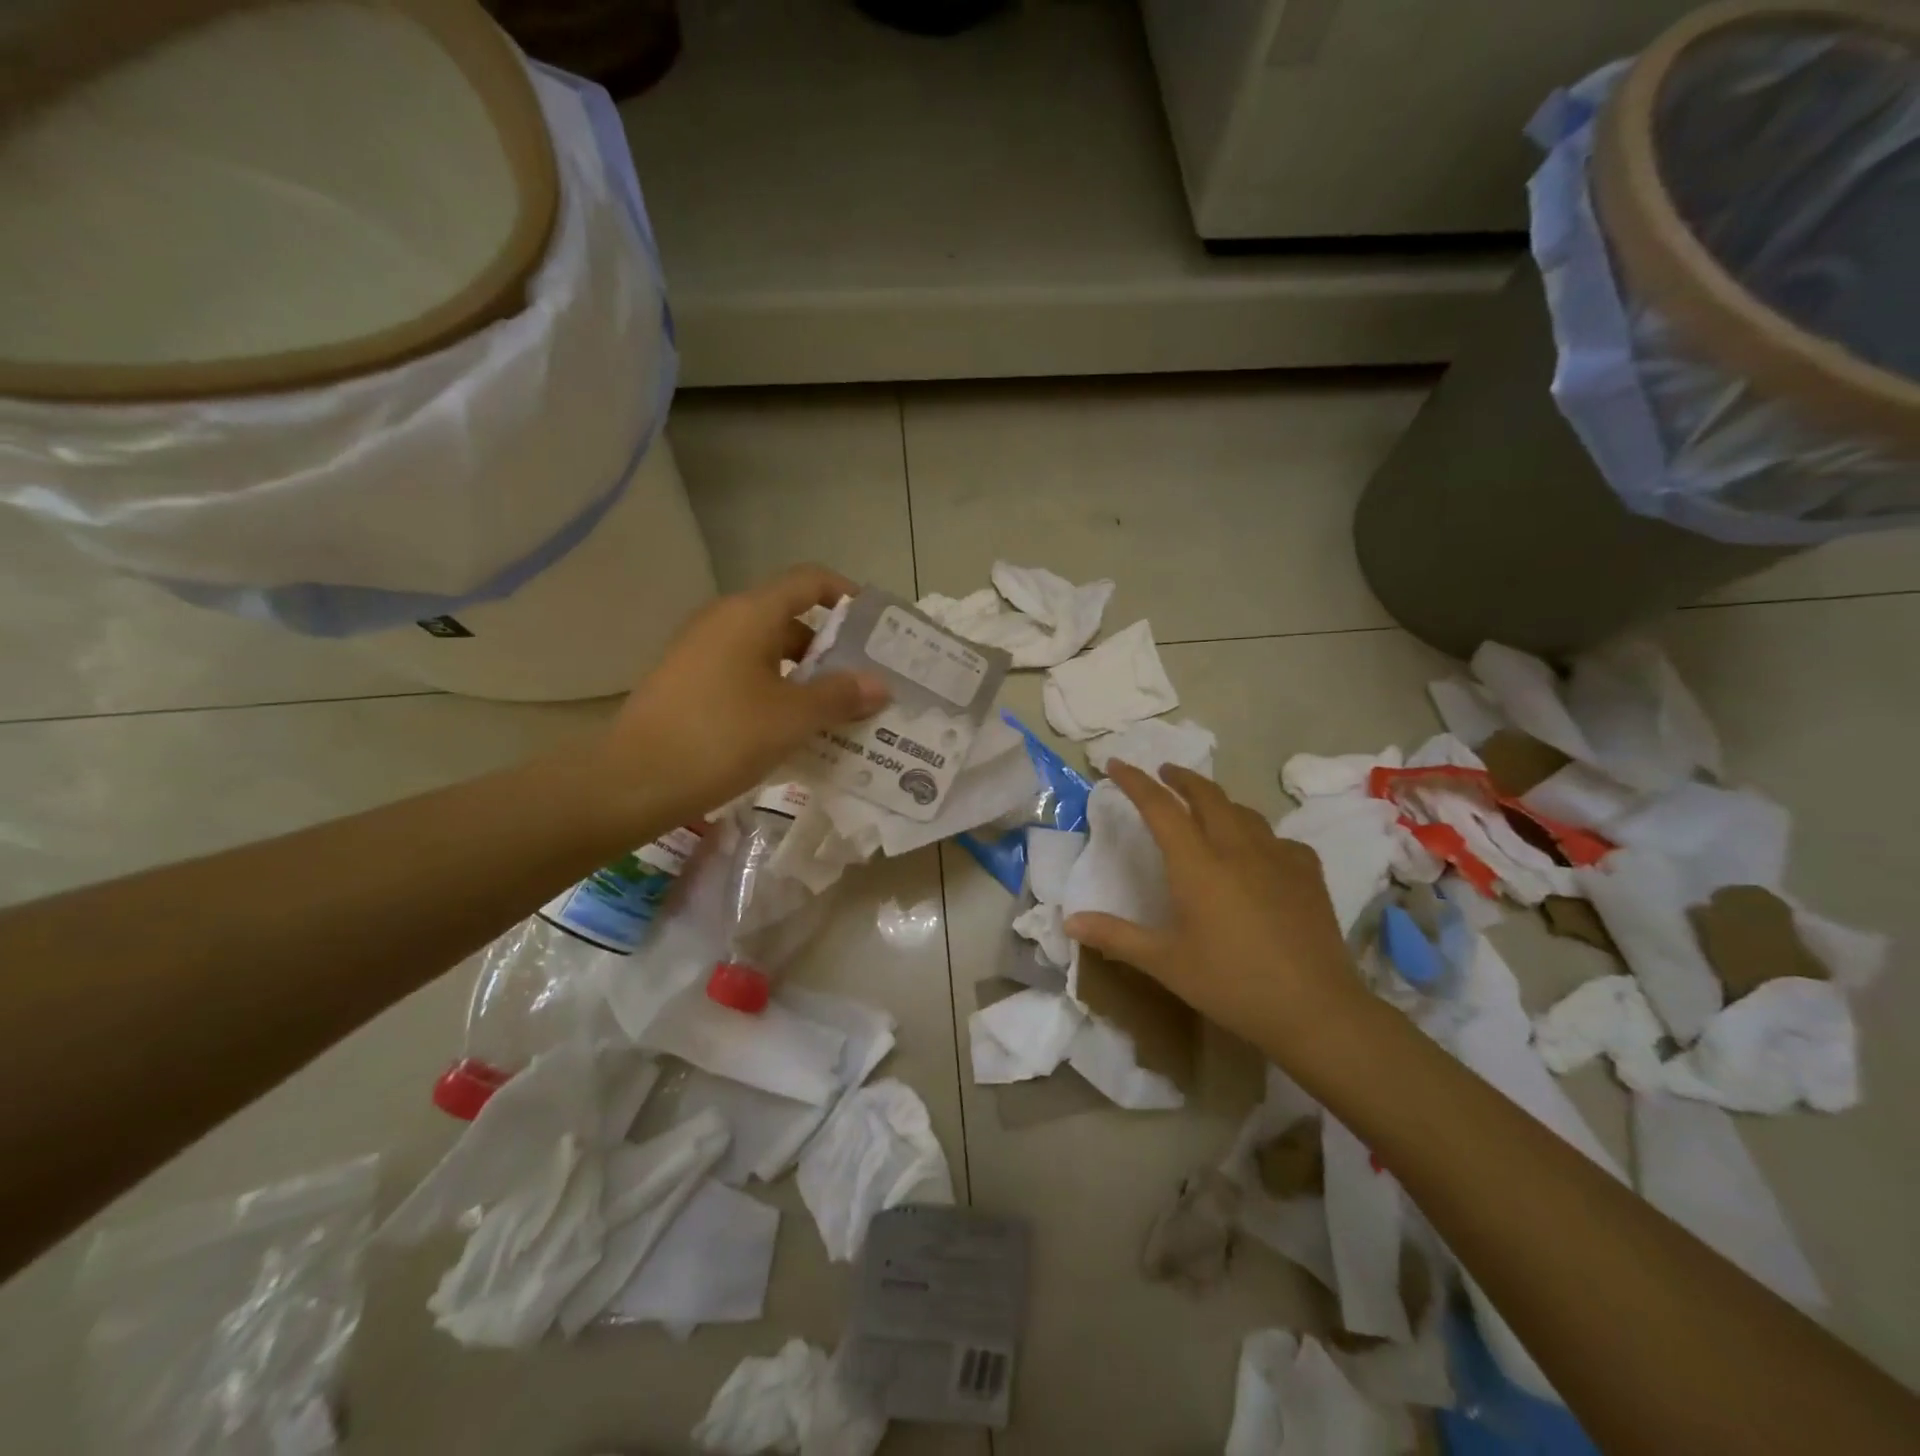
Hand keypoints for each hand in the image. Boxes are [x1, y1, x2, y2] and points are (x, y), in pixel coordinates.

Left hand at [599, 565, 888, 826]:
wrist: (633, 782)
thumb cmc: (722, 737)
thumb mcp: (792, 718)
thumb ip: (840, 696)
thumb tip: (879, 684)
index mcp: (750, 614)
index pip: (810, 582)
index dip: (847, 596)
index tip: (877, 628)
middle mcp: (724, 621)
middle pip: (791, 620)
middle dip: (832, 650)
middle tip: (865, 683)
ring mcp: (702, 652)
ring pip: (769, 653)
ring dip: (806, 677)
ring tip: (838, 713)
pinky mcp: (689, 683)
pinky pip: (746, 676)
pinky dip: (776, 693)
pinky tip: (794, 731)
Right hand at [1064, 763, 1365, 1045]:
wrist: (1315, 1009)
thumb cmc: (1231, 984)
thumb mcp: (1166, 963)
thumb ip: (1116, 937)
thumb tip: (1069, 921)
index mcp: (1197, 864)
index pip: (1160, 807)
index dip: (1135, 782)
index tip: (1116, 764)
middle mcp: (1237, 848)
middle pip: (1207, 796)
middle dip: (1181, 778)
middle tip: (1164, 773)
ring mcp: (1278, 857)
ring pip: (1244, 812)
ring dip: (1218, 802)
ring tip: (1206, 808)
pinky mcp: (1308, 874)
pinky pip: (1279, 839)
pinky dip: (1258, 834)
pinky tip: (1259, 852)